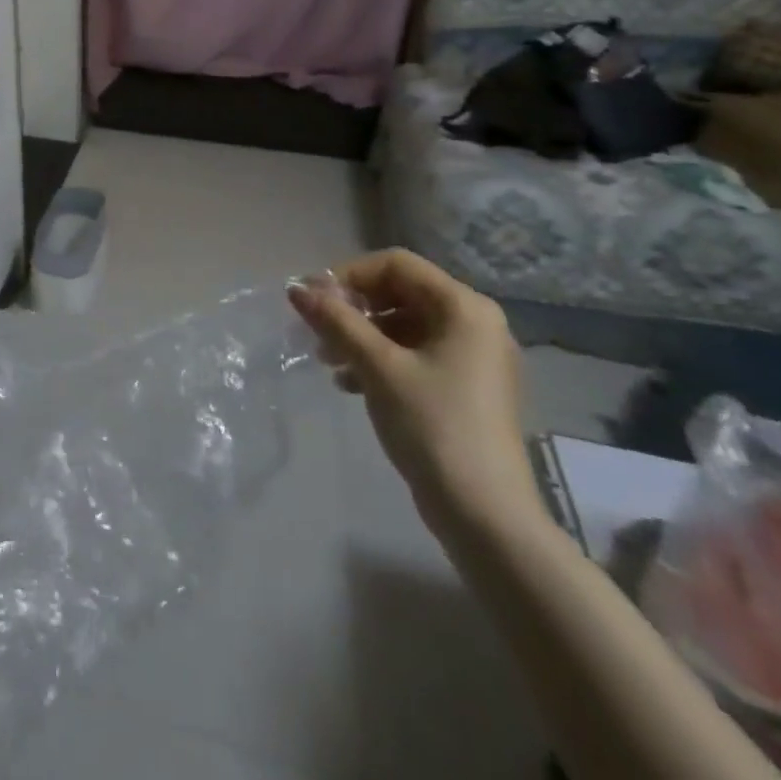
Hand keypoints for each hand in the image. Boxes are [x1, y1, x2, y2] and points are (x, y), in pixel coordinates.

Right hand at [288, 249, 539, 538]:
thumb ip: (336, 320)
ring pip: (404, 325)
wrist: (485, 516)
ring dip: (361, 336)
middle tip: (317, 332)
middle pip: (400, 292)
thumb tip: (296, 287)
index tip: (314, 301)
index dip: (349, 275)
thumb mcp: (377, 366)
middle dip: (353, 309)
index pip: (396, 264)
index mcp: (464, 308)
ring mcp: (473, 358)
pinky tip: (351, 384)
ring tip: (328, 363)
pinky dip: (380, 359)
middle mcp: (475, 323)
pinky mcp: (466, 388)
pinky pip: (415, 354)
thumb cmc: (433, 426)